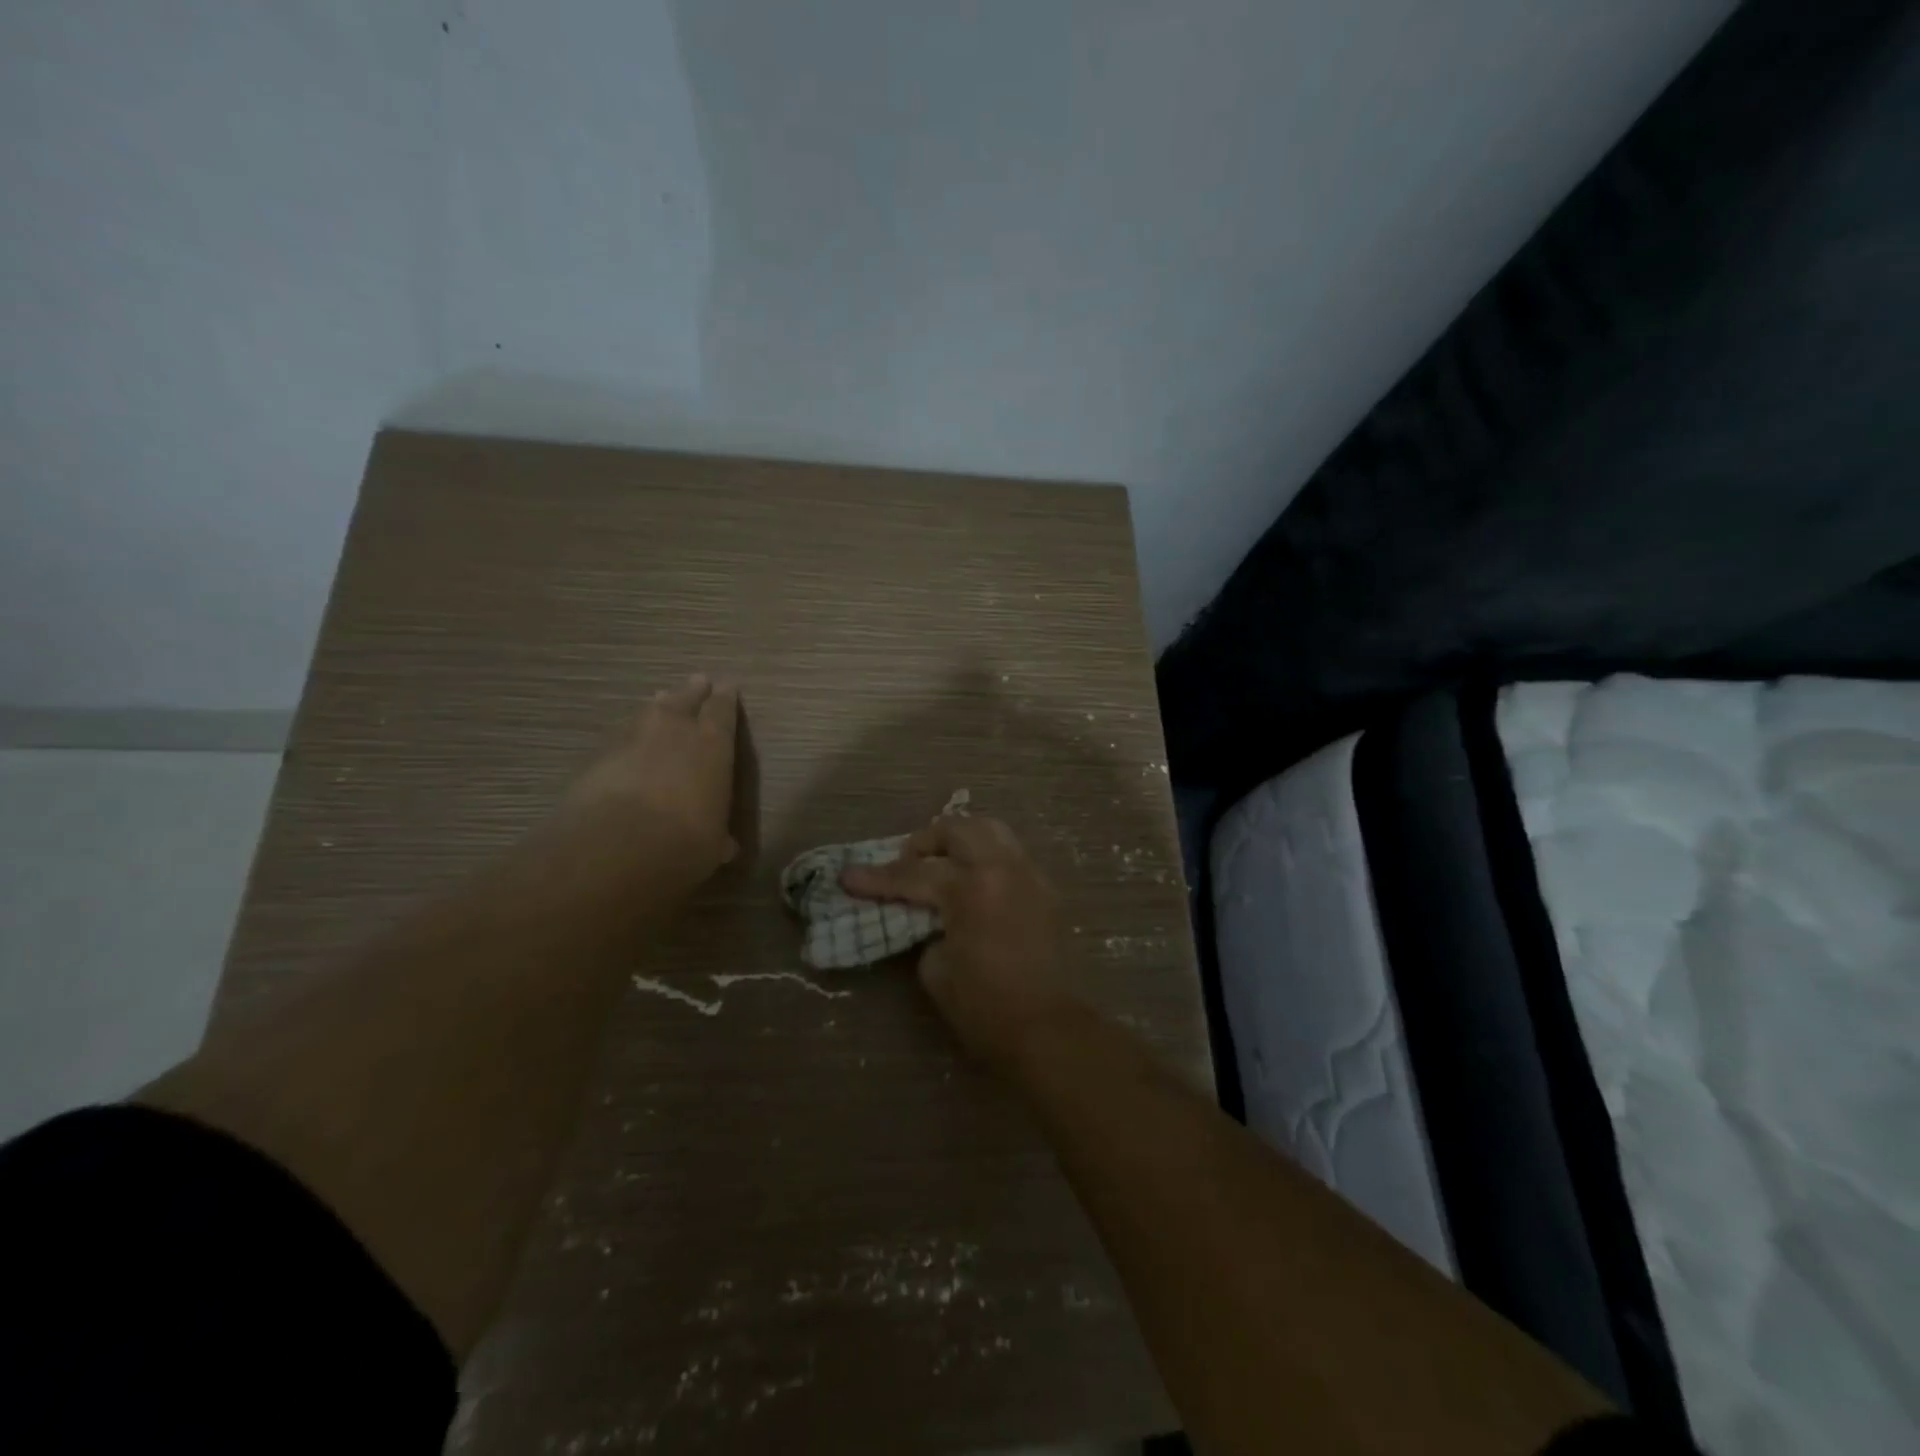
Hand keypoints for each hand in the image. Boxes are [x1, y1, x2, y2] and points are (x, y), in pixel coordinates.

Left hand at [560, 674, 739, 872]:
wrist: (614, 846)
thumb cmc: (684, 842)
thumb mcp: (712, 845)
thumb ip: (717, 836)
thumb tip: (724, 845)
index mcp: (713, 745)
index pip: (722, 711)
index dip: (726, 698)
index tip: (728, 686)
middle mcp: (674, 730)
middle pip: (685, 699)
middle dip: (693, 691)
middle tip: (697, 681)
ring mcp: (632, 738)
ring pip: (649, 712)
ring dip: (657, 707)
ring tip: (660, 700)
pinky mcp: (597, 754)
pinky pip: (620, 736)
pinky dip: (628, 737)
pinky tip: (628, 743)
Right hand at [841, 815, 1074, 1065]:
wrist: (1045, 1027)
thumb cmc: (984, 1006)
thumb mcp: (935, 969)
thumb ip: (926, 928)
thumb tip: (928, 915)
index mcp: (971, 888)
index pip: (913, 875)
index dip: (877, 879)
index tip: (849, 877)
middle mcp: (1002, 868)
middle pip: (957, 829)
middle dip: (925, 842)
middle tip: (906, 863)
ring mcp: (1028, 873)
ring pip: (991, 829)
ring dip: (961, 839)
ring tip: (941, 861)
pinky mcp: (1044, 888)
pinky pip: (1010, 853)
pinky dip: (986, 856)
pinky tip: (973, 880)